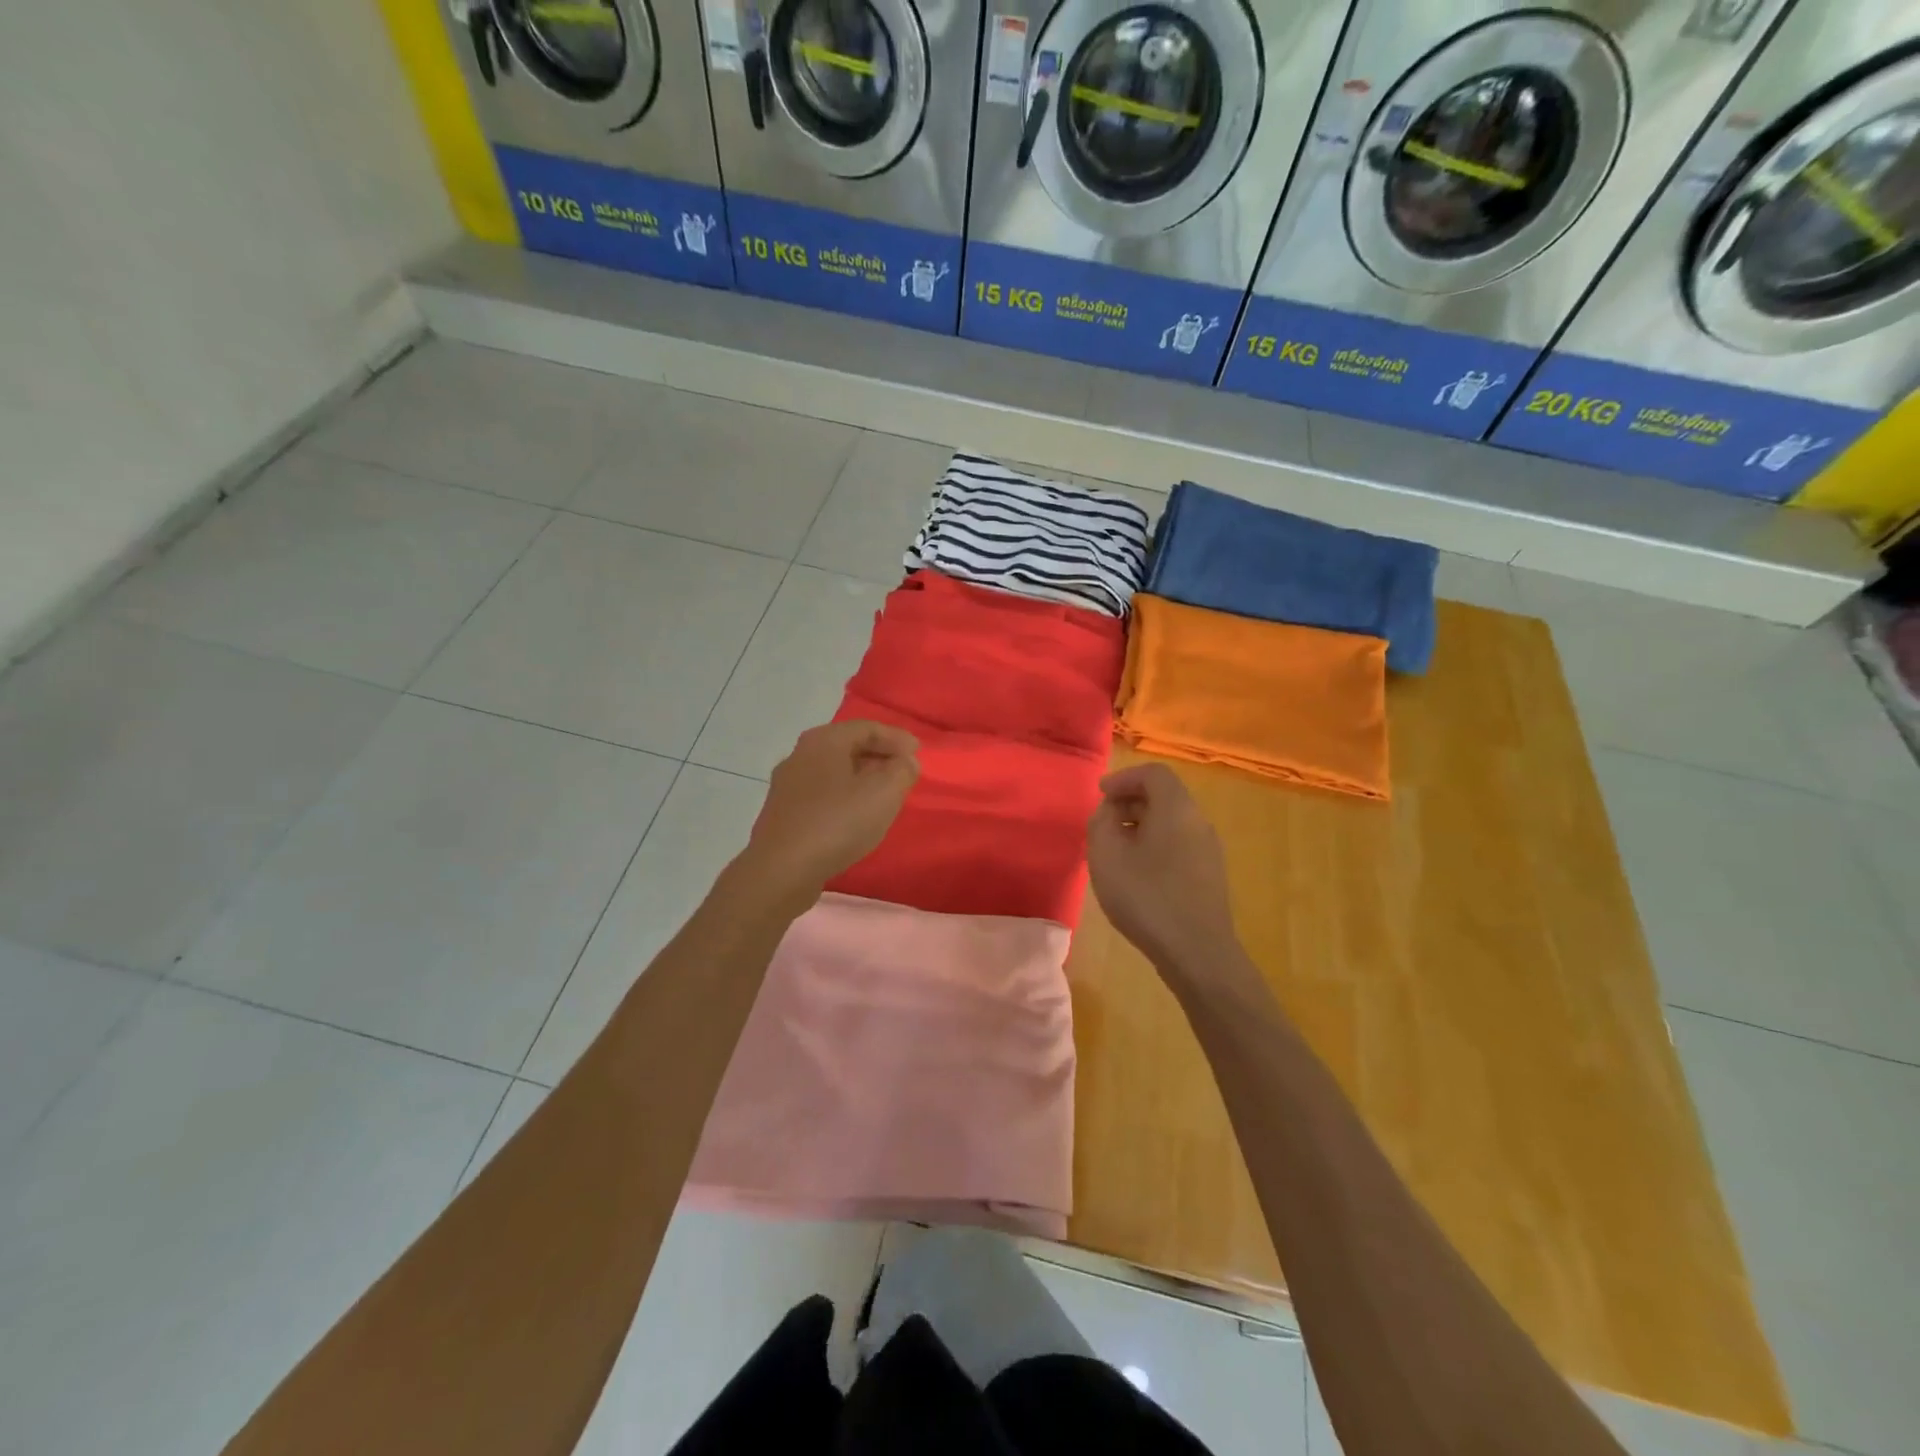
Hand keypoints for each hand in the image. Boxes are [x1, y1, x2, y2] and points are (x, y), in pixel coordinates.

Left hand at [737, 720, 919, 907]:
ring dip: (861, 778)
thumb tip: (905, 761)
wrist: (781, 870)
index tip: (919, 753)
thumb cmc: (837, 823)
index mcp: (824, 740)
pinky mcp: (783, 813)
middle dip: (879, 756)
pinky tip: (855, 816)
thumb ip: (902, 770)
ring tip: (884, 795)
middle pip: (847, 746)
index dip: (896, 738)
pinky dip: (844, 797)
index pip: (867, 727)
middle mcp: (800, 754)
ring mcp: (788, 785)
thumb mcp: (884, 793)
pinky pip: (821, 794)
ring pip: (833, 771)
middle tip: (903, 771)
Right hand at [1086, 763, 1238, 974]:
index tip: (1100, 796)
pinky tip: (1136, 875)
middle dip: (1130, 802)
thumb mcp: (1106, 855)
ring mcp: (1209, 850)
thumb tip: (1109, 812)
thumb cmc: (1147, 897)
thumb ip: (1101, 822)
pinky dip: (1154, 846)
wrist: (1197, 953)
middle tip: (1103, 823)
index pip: (1153, 773)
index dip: (1124, 778)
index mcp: (1176, 808)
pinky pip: (1179, 845)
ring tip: (1115, 851)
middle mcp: (1198, 822)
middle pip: (1164, 796)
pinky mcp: (1210, 876)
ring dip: (1140, 827)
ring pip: (1171, 823)